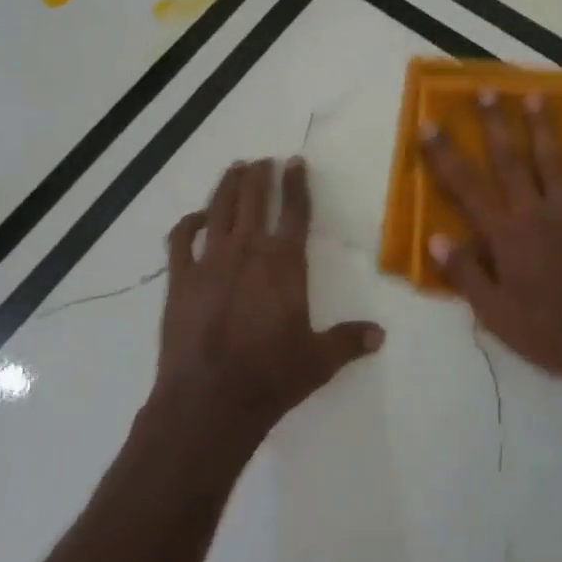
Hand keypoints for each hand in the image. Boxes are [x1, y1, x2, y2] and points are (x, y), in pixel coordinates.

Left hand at [154, 158, 383, 450]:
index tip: (295, 161)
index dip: (296, 184)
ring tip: (235, 168)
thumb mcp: (319, 361)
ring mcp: (210, 262)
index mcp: (284, 263)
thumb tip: (380, 334)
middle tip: (262, 160)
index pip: (294, 211)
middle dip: (259, 176)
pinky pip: (181, 240)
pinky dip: (188, 223)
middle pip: (253, 200)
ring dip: (227, 186)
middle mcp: (247, 251)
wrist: (209, 401)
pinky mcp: (180, 280)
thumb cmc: (271, 377)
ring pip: (219, 209)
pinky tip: (197, 218)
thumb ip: (349, 341)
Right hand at [419, 92, 561, 387]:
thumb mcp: (494, 313)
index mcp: (505, 234)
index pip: (466, 187)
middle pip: (511, 160)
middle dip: (495, 124)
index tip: (429, 125)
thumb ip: (465, 273)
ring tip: (535, 95)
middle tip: (486, 89)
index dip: (445, 155)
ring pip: (553, 161)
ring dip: (542, 127)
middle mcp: (535, 212)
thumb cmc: (546, 331)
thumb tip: (436, 238)